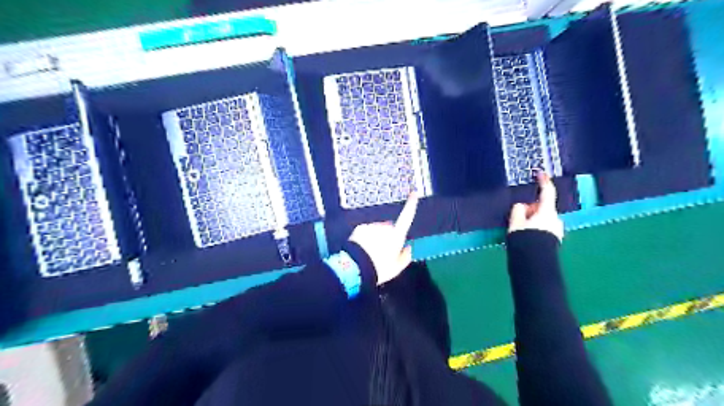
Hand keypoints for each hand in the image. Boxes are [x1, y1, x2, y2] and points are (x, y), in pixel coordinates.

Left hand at [350, 194, 418, 285]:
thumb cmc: (379, 268)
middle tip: (383, 252)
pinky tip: (362, 249)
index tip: (413, 193)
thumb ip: (405, 257)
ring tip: (371, 253)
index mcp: (397, 235)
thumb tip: (408, 248)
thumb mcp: (396, 268)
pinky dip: (365, 238)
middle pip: (390, 228)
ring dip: (376, 238)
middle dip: (388, 236)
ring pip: (377, 230)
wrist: (356, 267)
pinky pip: (366, 231)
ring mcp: (372, 226)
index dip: (411, 204)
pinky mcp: (360, 227)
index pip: (407, 217)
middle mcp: (385, 227)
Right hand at [508, 171, 565, 239]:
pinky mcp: (555, 240)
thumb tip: (522, 207)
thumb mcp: (515, 223)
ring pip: (542, 219)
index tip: (541, 174)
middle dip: (531, 210)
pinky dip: (536, 230)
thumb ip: (518, 210)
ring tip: (520, 232)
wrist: (534, 263)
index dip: (544, 182)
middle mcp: (555, 219)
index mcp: (547, 212)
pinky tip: (527, 239)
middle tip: (517, 219)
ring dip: (532, 221)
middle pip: (542, 208)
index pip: (547, 193)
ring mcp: (557, 230)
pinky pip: (544, 229)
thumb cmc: (525, 239)